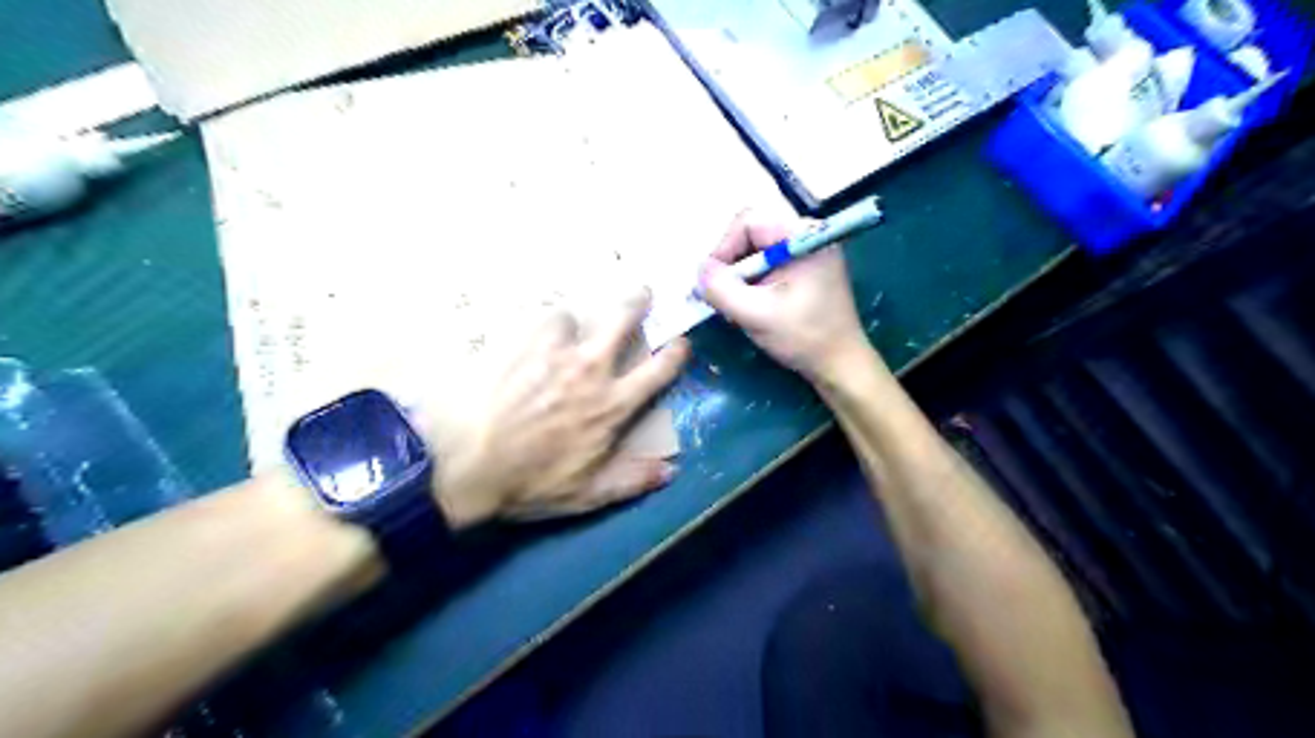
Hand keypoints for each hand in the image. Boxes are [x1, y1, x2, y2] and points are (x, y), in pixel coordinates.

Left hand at [435, 291, 691, 526]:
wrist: (460, 462)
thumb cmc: (525, 483)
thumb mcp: (585, 495)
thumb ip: (630, 480)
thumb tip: (670, 472)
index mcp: (611, 405)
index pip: (657, 372)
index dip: (675, 354)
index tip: (680, 343)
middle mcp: (589, 368)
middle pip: (622, 320)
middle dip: (637, 302)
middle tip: (641, 292)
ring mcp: (552, 349)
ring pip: (571, 314)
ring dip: (570, 321)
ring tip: (558, 329)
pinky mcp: (515, 339)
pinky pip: (531, 317)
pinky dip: (532, 325)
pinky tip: (521, 334)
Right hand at [699, 209, 869, 377]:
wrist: (841, 366)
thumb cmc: (804, 337)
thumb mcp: (756, 314)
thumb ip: (721, 289)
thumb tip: (699, 270)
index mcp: (802, 235)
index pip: (748, 222)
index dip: (723, 248)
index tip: (712, 283)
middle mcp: (806, 235)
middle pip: (751, 234)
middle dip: (731, 265)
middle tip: (721, 296)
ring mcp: (807, 252)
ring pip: (756, 251)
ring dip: (740, 277)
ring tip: (735, 305)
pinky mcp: (806, 269)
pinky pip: (768, 264)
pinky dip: (752, 283)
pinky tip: (751, 306)